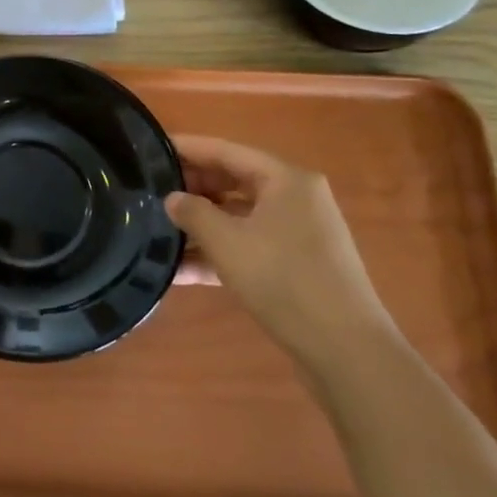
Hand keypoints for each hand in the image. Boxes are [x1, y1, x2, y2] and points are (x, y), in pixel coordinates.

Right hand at [166, 135, 393, 361]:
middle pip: (234, 181)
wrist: (345, 348)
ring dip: (202, 225)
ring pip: (239, 217)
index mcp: (286, 180)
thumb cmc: (283, 279)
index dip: (188, 148)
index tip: (152, 149)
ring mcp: (299, 233)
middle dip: (193, 187)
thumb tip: (172, 198)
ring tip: (158, 229)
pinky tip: (181, 271)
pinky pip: (250, 246)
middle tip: (151, 191)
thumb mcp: (227, 242)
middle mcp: (296, 198)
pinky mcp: (297, 265)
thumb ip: (193, 213)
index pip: (227, 151)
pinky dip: (220, 253)